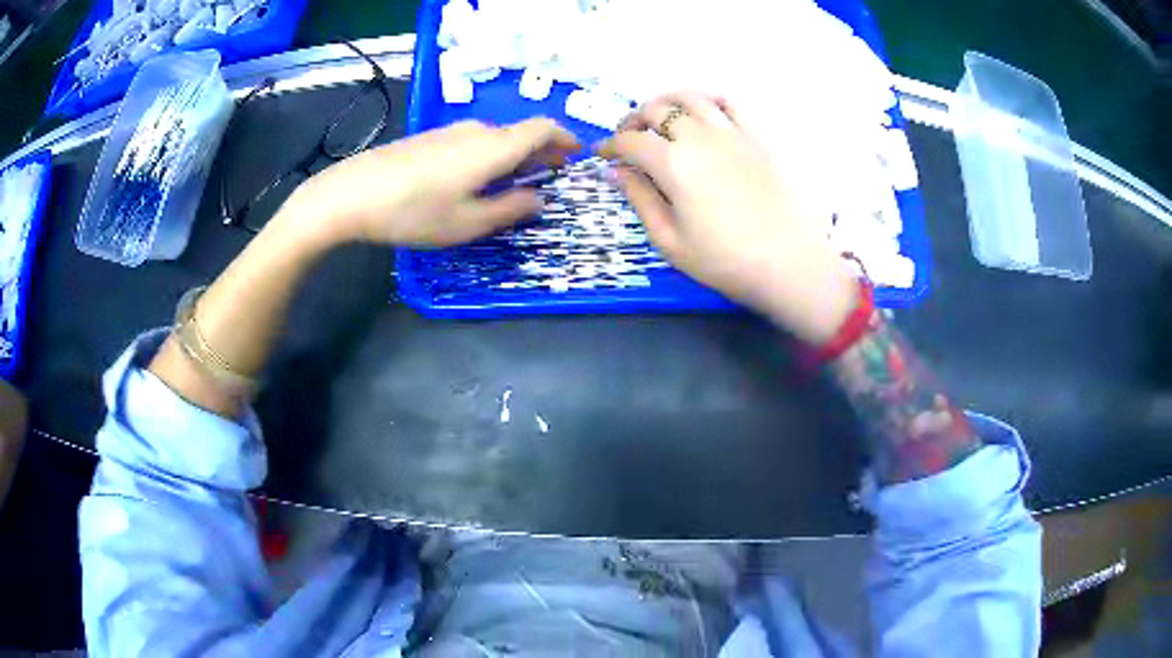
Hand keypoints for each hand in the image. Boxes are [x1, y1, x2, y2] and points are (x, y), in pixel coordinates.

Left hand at [286, 118, 579, 247]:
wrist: (351, 194)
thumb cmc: (414, 212)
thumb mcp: (468, 223)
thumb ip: (510, 210)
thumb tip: (539, 199)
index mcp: (494, 147)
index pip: (543, 128)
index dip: (564, 139)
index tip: (576, 156)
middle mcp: (477, 130)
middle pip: (520, 133)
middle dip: (540, 153)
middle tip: (548, 178)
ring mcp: (449, 131)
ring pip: (495, 138)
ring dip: (513, 156)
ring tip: (514, 184)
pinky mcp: (429, 139)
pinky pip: (472, 142)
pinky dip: (488, 157)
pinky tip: (475, 181)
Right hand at [597, 92, 856, 343]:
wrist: (787, 263)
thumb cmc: (723, 260)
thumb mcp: (669, 240)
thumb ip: (639, 199)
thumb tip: (614, 171)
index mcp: (672, 164)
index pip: (630, 142)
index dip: (610, 146)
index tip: (601, 154)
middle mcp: (698, 137)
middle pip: (655, 111)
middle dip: (633, 121)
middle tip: (628, 139)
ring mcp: (731, 132)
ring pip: (690, 98)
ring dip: (666, 102)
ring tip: (660, 118)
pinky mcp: (756, 136)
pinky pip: (730, 103)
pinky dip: (709, 100)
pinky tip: (703, 112)